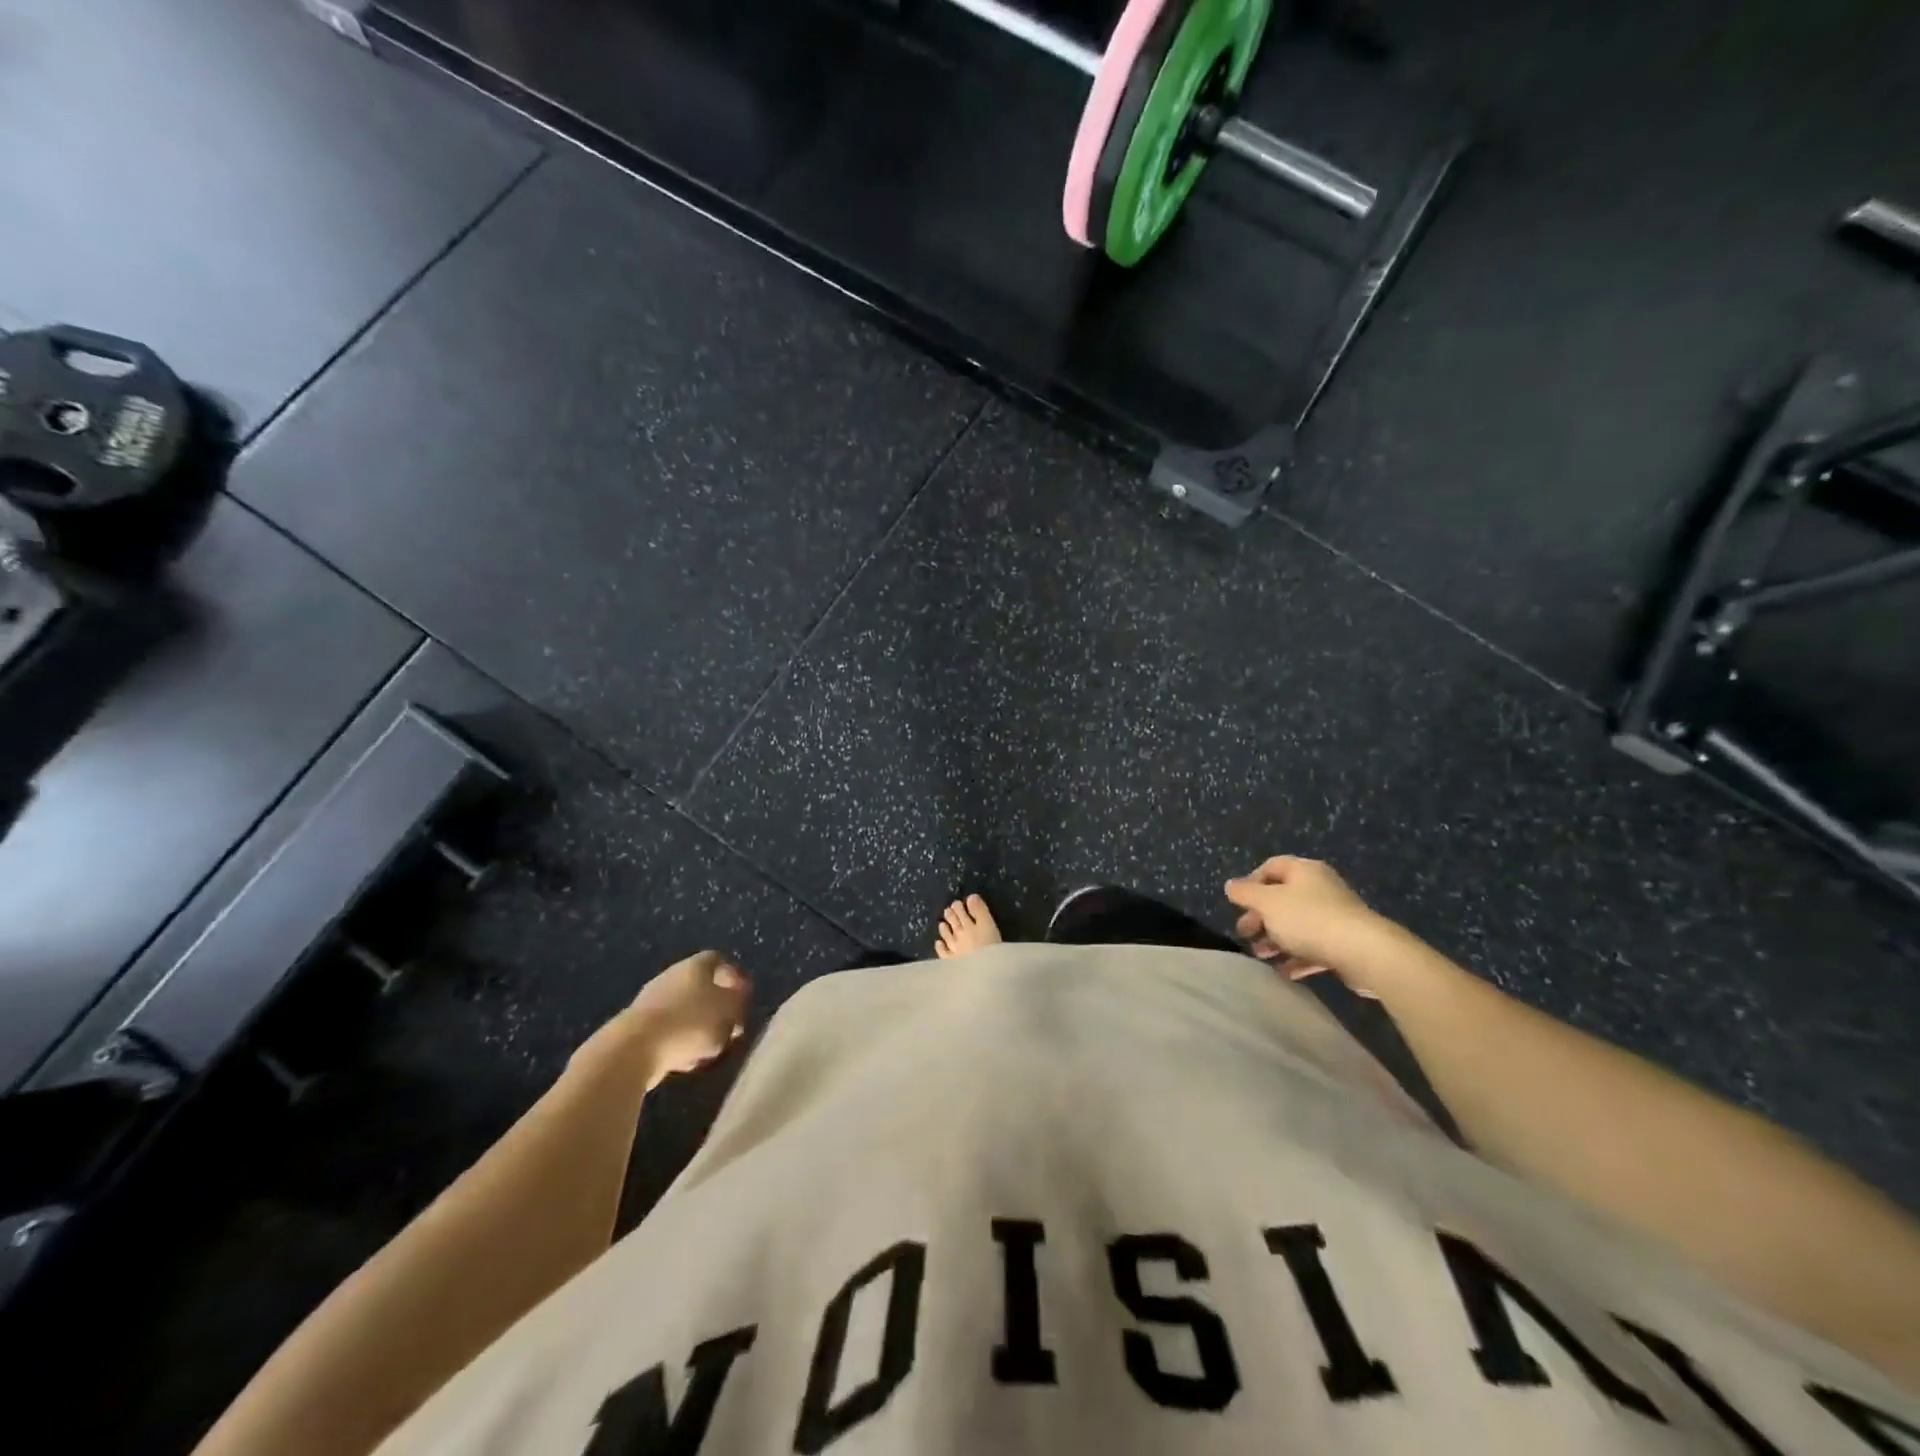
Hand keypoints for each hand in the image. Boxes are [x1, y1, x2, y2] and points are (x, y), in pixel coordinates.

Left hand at [585, 950, 750, 1087]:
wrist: (631, 1051)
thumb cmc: (689, 1023)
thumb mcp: (727, 1011)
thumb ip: (738, 1002)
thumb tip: (738, 996)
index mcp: (694, 966)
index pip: (718, 960)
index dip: (733, 977)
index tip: (743, 998)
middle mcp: (671, 977)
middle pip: (701, 987)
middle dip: (717, 1008)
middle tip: (730, 1027)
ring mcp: (651, 1003)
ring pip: (684, 1011)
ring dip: (699, 1028)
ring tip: (710, 1049)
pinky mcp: (637, 1029)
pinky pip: (668, 1033)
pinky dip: (679, 1044)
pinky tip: (685, 1061)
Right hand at [1225, 856, 1380, 973]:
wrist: (1364, 952)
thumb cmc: (1308, 919)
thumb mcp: (1267, 903)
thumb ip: (1245, 893)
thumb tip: (1230, 885)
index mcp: (1304, 871)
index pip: (1271, 867)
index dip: (1251, 883)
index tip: (1238, 904)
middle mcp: (1321, 888)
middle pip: (1282, 898)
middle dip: (1260, 917)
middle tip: (1245, 933)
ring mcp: (1335, 916)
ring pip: (1297, 925)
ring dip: (1276, 940)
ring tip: (1261, 956)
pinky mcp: (1345, 943)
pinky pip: (1314, 947)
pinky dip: (1297, 957)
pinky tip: (1284, 972)